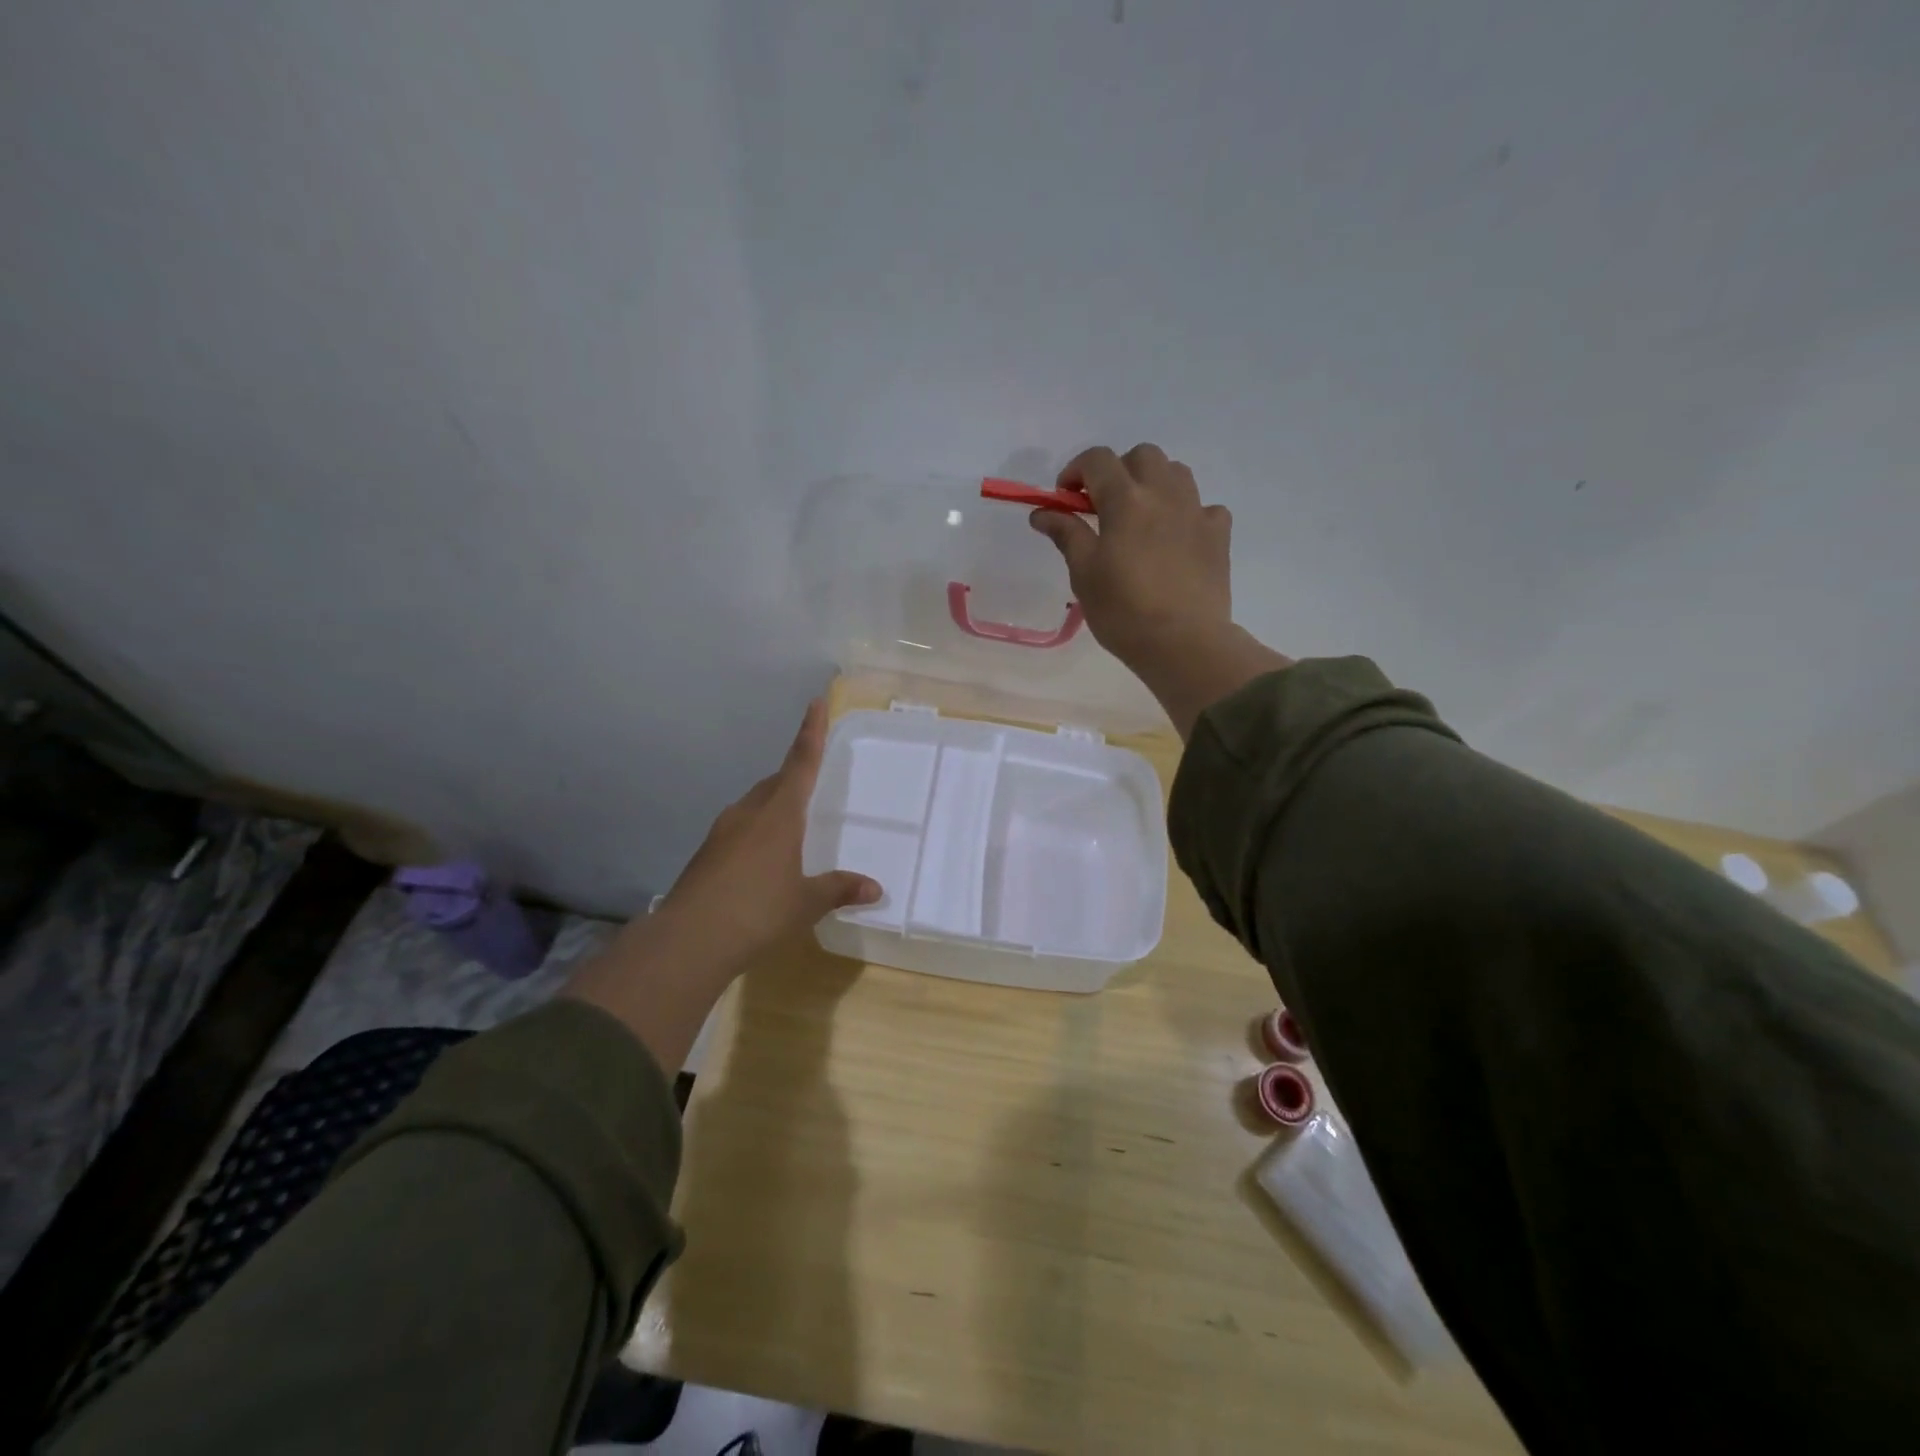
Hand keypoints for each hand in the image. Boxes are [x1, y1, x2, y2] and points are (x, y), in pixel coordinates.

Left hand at [654, 696, 880, 964]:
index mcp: (779, 814)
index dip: (811, 732)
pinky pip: (740, 828)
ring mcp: (723, 831)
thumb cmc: (757, 912)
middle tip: (813, 783)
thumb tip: (875, 888)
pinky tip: (763, 859)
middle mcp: (749, 812)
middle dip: (795, 776)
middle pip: (776, 782)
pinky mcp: (707, 853)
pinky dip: (757, 831)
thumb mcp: (805, 903)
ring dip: (774, 806)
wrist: (689, 940)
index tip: (815, 702)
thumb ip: (839, 889)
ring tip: (793, 827)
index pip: (801, 762)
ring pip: (755, 805)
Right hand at [1032, 444, 1291, 737]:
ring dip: (1153, 483)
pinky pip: (1204, 507)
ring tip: (1141, 517)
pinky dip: (1187, 513)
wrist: (1183, 642)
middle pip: (1142, 456)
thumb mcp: (1084, 573)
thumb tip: (1043, 512)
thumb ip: (1066, 534)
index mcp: (1126, 500)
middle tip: (1103, 506)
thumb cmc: (1123, 611)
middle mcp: (1164, 494)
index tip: (1065, 499)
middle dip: (1118, 471)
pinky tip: (1177, 538)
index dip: (1076, 471)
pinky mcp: (1219, 534)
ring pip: (1176, 473)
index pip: (1097, 460)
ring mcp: (1196, 511)